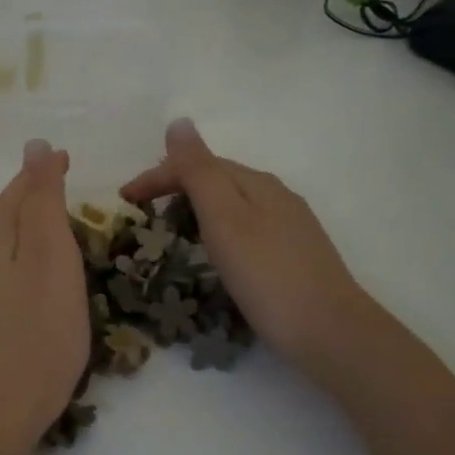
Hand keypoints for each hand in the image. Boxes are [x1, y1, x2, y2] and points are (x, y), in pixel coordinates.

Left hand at [0, 140, 90, 445]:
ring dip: (23, 232)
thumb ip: (42, 202)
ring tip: (53, 231)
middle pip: (2, 217)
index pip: (16, 191)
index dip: (42, 174)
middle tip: (63, 190)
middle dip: (30, 200)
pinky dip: (18, 264)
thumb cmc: (37, 334)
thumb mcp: (51, 259)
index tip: (67, 159)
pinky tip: (32, 281)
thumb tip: (34, 147)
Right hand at [121, 119, 368, 373]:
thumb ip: (199, 171)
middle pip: (217, 179)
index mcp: (256, 183)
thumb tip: (179, 122)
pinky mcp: (294, 253)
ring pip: (232, 202)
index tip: (124, 199)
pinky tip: (215, 250)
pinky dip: (218, 228)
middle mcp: (275, 195)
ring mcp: (289, 225)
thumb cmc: (267, 275)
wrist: (330, 332)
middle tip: (142, 211)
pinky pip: (245, 226)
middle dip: (175, 186)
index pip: (198, 164)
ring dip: (196, 206)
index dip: (157, 175)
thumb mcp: (225, 219)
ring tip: (170, 228)